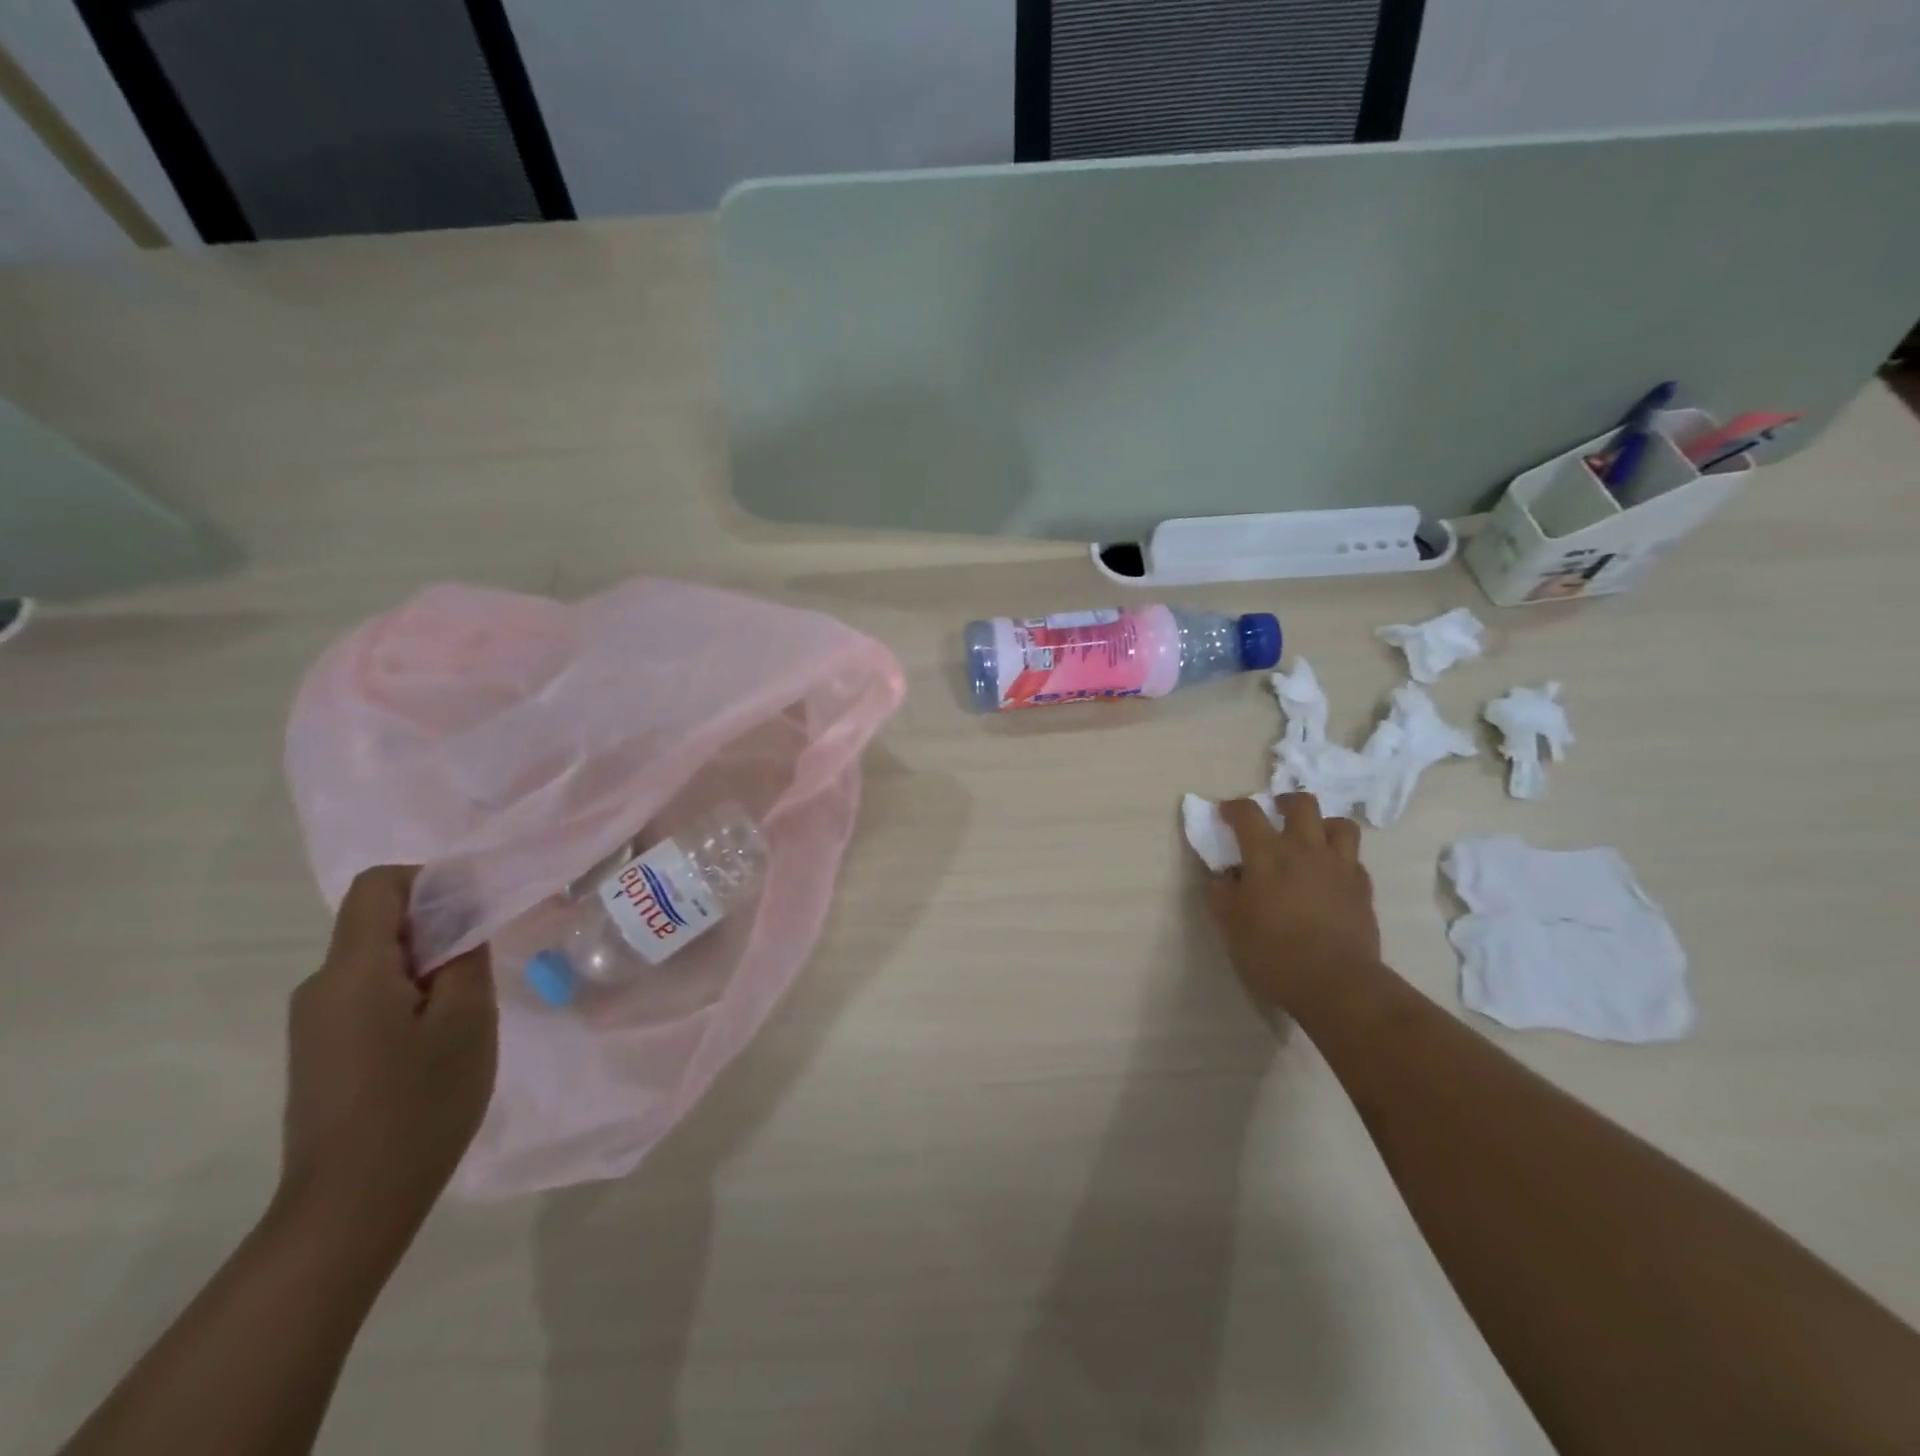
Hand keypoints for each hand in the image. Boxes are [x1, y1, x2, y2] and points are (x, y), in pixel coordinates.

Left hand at [279, 866, 496, 1232]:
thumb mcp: (467, 1019)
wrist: (351, 1205)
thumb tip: (464, 914)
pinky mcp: (321, 1050)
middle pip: (379, 923)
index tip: (477, 910)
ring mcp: (315, 1022)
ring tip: (468, 1010)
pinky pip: (369, 995)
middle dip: (438, 929)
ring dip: (428, 966)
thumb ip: (466, 955)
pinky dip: (410, 995)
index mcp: (352, 971)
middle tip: (485, 966)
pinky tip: (438, 1040)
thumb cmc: (420, 1103)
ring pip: (378, 962)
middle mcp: (321, 986)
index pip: (379, 885)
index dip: (430, 881)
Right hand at [1203, 795, 1381, 1012]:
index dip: (1233, 807)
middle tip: (1275, 813)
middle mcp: (1305, 849)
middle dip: (1285, 802)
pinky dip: (1339, 858)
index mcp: (1267, 855)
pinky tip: (1330, 874)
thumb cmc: (1273, 953)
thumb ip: (1221, 892)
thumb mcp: (1230, 925)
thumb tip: (1222, 874)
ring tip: (1311, 838)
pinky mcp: (1362, 887)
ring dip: (1322, 824)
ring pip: (1339, 824)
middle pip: (1302, 804)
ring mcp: (1339, 866)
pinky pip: (1353, 858)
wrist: (1336, 984)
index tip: (1225, 814)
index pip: (1248, 812)